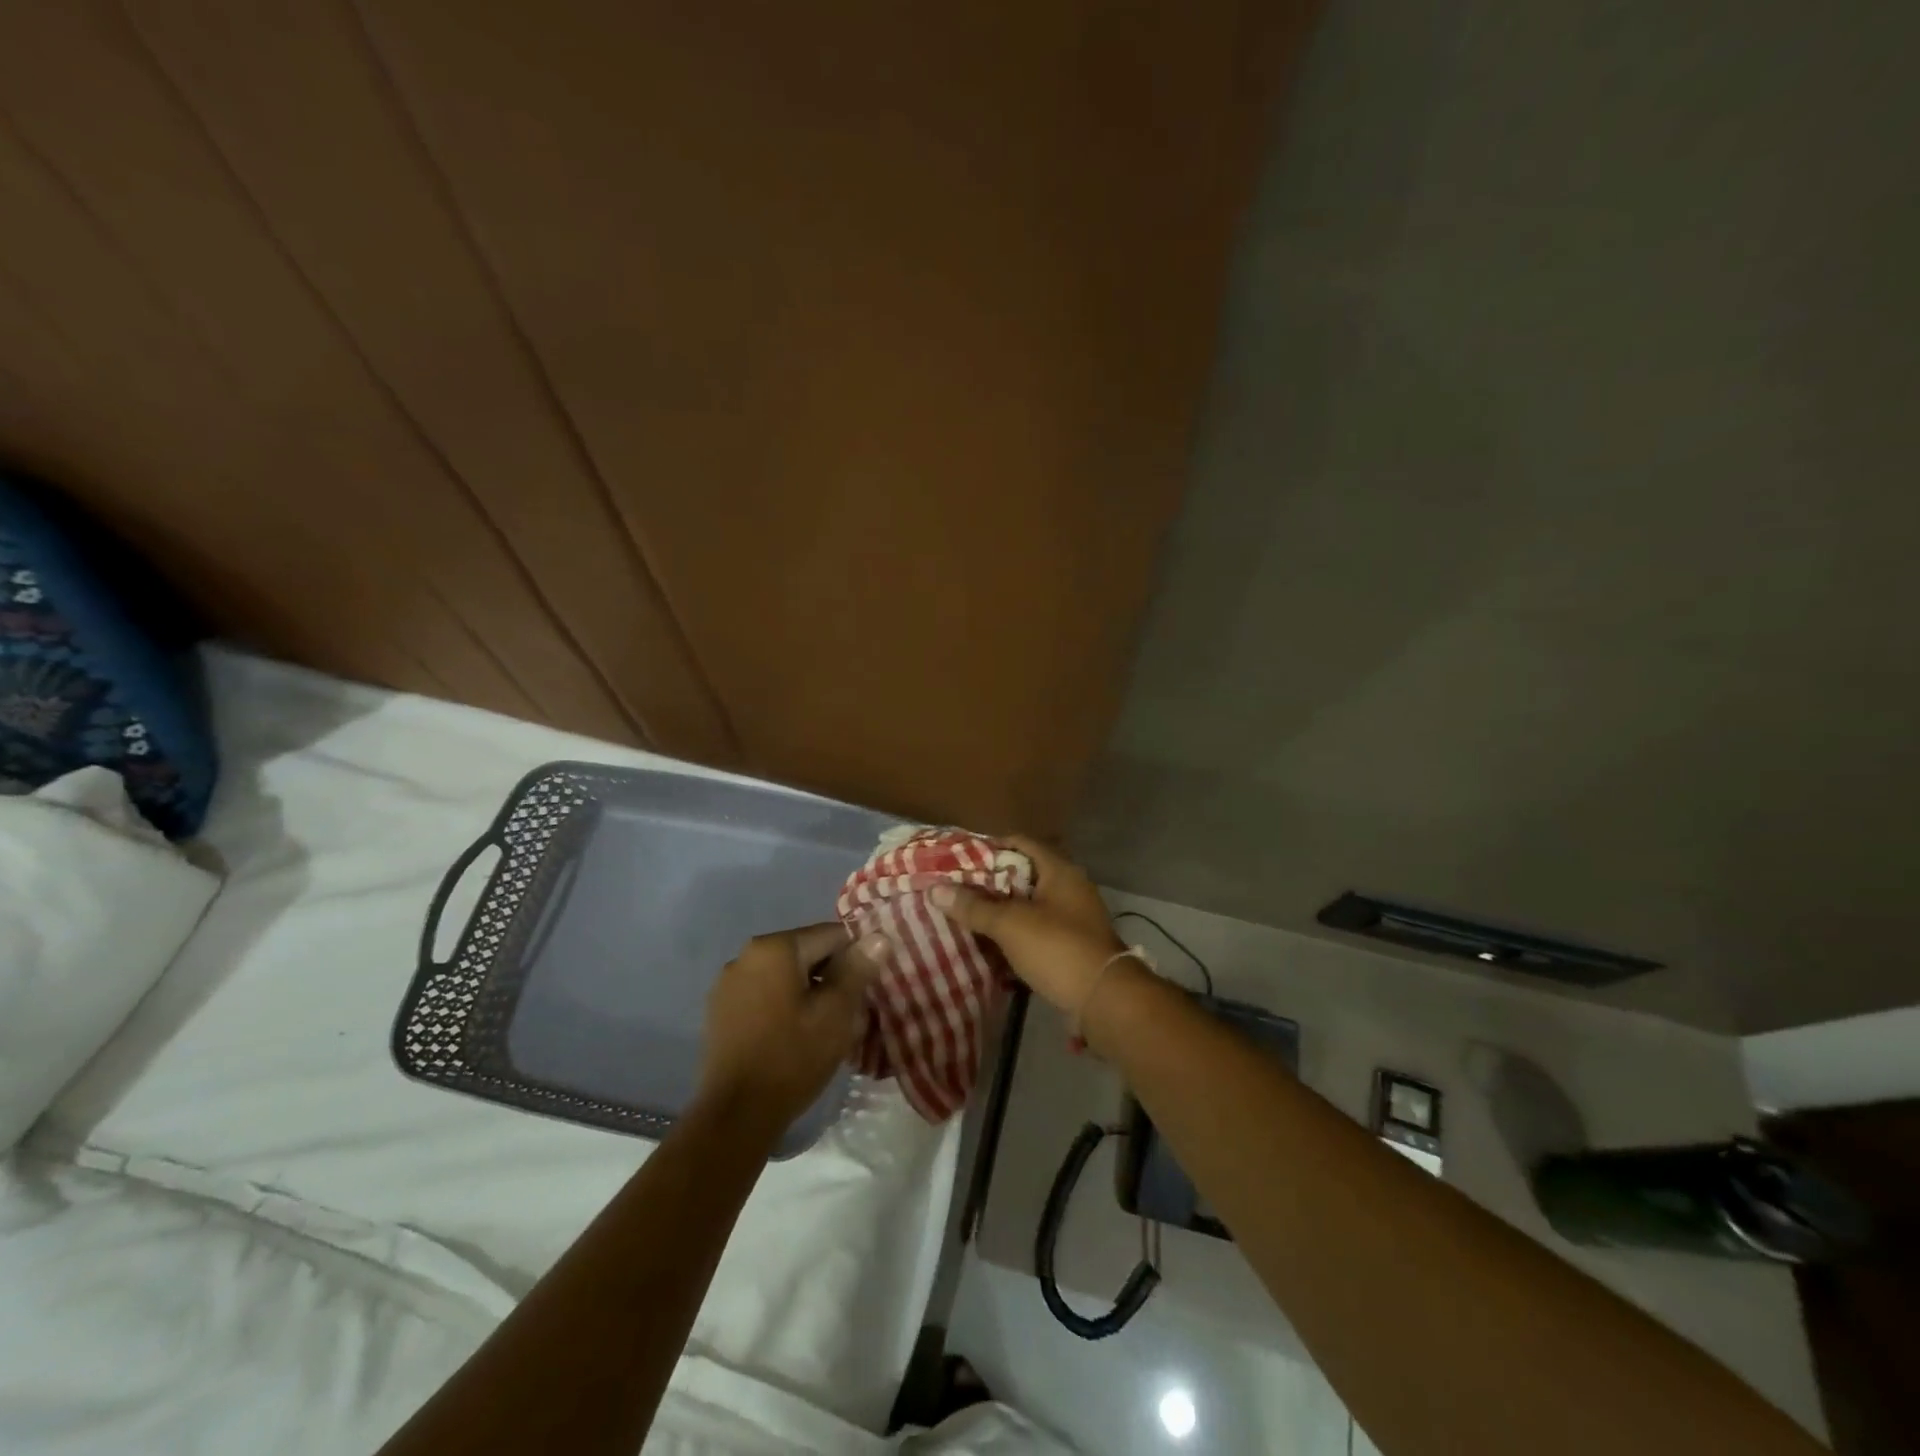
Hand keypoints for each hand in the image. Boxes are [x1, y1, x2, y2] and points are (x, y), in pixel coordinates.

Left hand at [696, 924, 888, 1133]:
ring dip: (808, 992)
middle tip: (851, 1013)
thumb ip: (857, 969)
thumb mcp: (836, 1012)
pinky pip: (764, 995)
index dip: (856, 957)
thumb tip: (878, 937)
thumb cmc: (792, 1057)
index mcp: (774, 947)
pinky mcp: (720, 1011)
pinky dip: (783, 1005)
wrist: (736, 1116)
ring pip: (784, 976)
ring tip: (825, 1027)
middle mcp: (746, 955)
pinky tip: (793, 1036)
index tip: (868, 987)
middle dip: (831, 976)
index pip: (830, 935)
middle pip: (805, 953)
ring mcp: (728, 984)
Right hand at [929, 835, 1128, 1014]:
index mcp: (1060, 871)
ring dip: (1000, 912)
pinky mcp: (1071, 947)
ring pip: (1028, 907)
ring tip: (965, 916)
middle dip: (990, 883)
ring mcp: (1073, 919)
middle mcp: (1069, 888)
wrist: (1105, 1001)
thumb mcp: (1011, 924)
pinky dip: (1014, 936)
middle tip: (956, 889)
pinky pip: (1036, 933)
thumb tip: (935, 890)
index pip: (1020, 843)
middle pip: (1023, 876)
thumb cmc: (1058, 949)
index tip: (958, 858)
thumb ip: (974, 907)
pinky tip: (989, 947)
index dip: (989, 847)